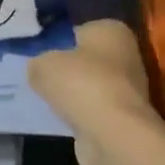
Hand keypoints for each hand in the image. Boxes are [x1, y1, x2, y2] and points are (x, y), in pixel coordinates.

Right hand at [28, 19, 164, 164]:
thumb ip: (38, 63)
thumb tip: (38, 69)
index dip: (56, 42)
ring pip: (89, 85)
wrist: (114, 135)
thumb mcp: (43, 65)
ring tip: (45, 100)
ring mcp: (128, 88)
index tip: (37, 55)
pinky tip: (60, 120)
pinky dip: (79, 114)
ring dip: (72, 94)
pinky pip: (92, 109)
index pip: (77, 30)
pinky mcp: (123, 118)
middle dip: (65, 69)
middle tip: (38, 77)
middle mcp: (126, 54)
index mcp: (111, 30)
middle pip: (85, 59)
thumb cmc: (82, 84)